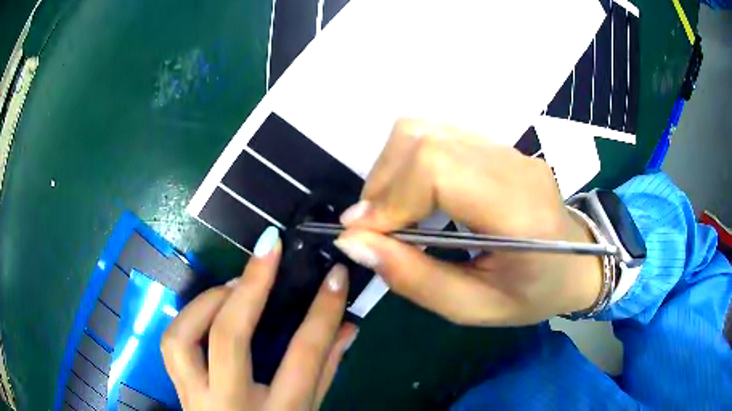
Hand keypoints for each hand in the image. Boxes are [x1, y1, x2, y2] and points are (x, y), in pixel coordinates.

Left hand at [162, 228, 357, 409]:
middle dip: (251, 285)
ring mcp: (195, 396)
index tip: (335, 275)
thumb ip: (327, 370)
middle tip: (268, 249)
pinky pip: (172, 346)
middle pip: (230, 337)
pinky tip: (209, 309)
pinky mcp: (178, 389)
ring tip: (233, 286)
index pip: (304, 356)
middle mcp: (231, 403)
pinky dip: (188, 318)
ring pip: (183, 337)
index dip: (322, 311)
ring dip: (207, 301)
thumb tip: (347, 326)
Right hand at [333, 119, 602, 325]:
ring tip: (391, 213)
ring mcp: (507, 149)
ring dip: (392, 170)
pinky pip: (436, 136)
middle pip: (425, 141)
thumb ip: (414, 279)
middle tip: (374, 228)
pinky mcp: (496, 146)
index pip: (438, 170)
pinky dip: (408, 163)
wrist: (577, 262)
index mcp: (519, 212)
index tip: (363, 235)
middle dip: (383, 184)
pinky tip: (414, 197)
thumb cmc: (534, 294)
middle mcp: (514, 166)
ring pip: (424, 131)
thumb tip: (353, 242)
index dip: (390, 197)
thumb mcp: (475, 308)